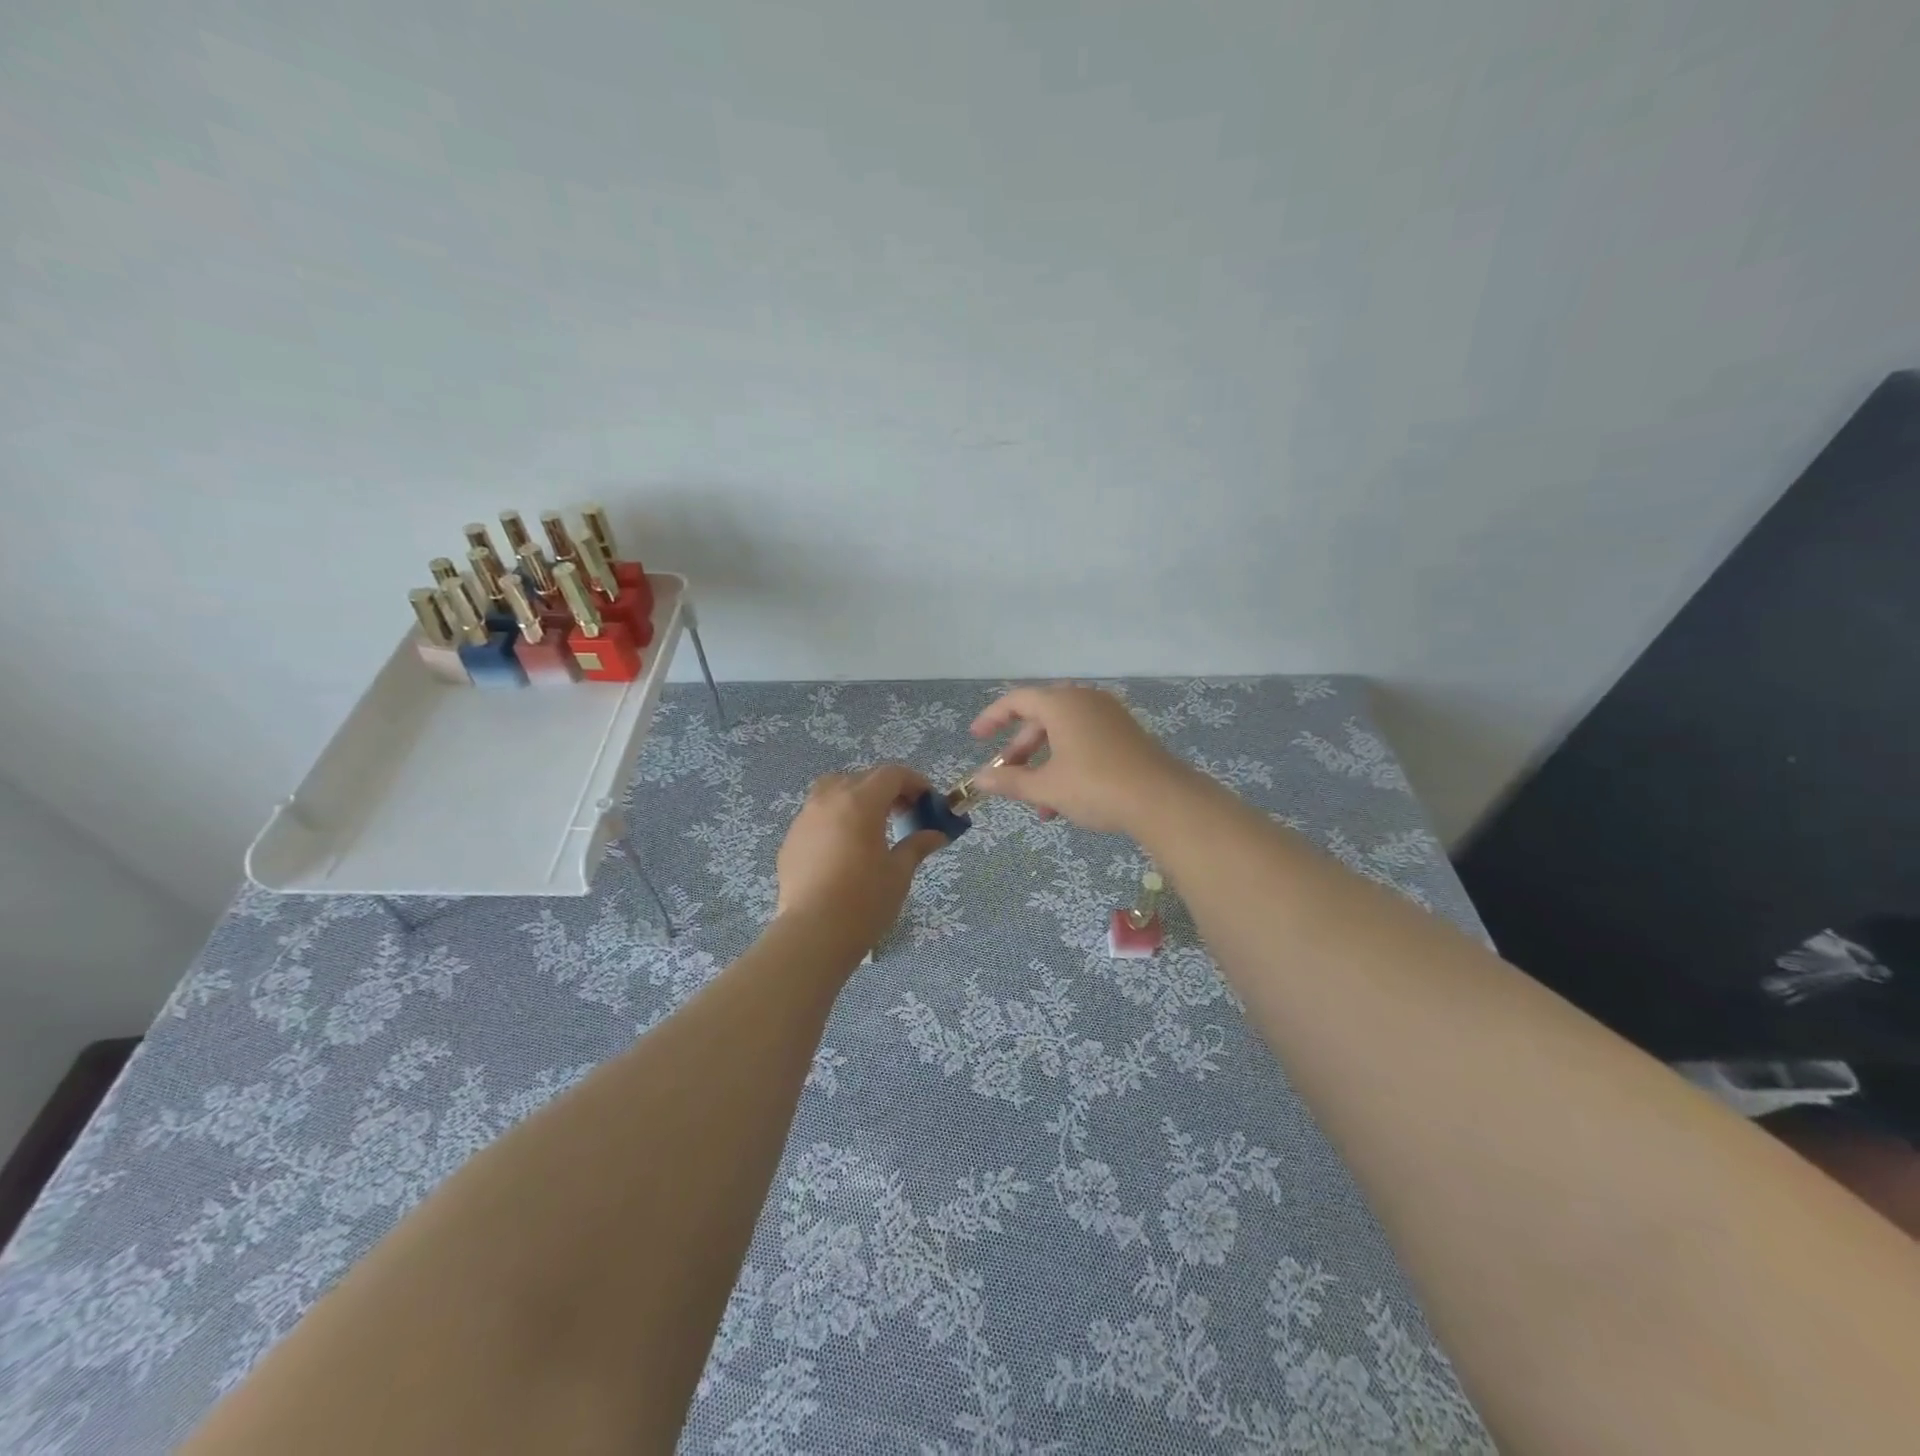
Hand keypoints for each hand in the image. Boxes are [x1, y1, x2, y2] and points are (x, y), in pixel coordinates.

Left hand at [775, 765, 947, 955]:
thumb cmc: (864, 900)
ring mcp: (805, 818)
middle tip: (904, 814)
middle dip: (887, 790)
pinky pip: (817, 816)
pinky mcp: (790, 840)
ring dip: (856, 798)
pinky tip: (844, 849)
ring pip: (833, 791)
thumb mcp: (899, 872)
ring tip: (871, 826)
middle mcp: (829, 800)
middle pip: (862, 778)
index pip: (891, 774)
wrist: (813, 933)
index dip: (914, 782)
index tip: (928, 802)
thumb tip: (937, 834)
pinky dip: (835, 819)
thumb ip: (917, 845)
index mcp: (860, 802)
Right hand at [969, 685, 1191, 834]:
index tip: (976, 737)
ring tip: (1037, 804)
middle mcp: (1085, 701)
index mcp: (1062, 704)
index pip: (1017, 700)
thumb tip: (978, 778)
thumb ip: (1009, 780)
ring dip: (1044, 765)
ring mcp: (1109, 716)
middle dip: (1020, 749)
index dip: (992, 717)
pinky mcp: (1126, 735)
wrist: (1162, 800)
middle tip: (1006, 774)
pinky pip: (1085, 741)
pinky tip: (1065, 802)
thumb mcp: (1046, 787)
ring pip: (1064, 735)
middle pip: (1041, 718)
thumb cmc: (1095, 786)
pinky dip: (1067, 764)